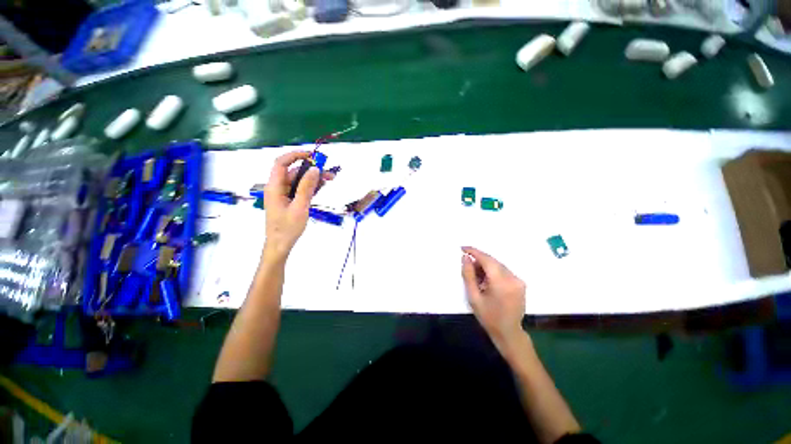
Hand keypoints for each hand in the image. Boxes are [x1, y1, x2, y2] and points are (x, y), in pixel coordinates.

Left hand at [262, 151, 333, 259]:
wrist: (280, 245)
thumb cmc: (288, 228)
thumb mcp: (300, 207)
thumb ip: (306, 187)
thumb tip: (314, 169)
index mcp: (274, 187)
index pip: (281, 163)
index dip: (295, 155)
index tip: (312, 156)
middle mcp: (278, 187)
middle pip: (293, 172)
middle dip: (311, 170)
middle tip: (329, 174)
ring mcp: (283, 194)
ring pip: (298, 180)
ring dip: (313, 179)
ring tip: (329, 180)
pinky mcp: (289, 200)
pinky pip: (299, 189)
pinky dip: (310, 187)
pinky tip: (321, 187)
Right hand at [461, 246, 526, 354]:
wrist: (509, 333)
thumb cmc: (488, 317)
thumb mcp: (473, 297)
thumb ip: (468, 275)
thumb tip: (465, 258)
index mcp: (501, 282)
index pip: (487, 260)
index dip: (474, 252)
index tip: (463, 248)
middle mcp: (513, 278)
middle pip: (493, 261)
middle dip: (479, 260)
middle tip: (467, 265)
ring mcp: (518, 280)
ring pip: (498, 265)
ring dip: (485, 266)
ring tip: (476, 276)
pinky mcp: (520, 283)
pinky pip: (503, 271)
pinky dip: (493, 271)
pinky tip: (486, 280)